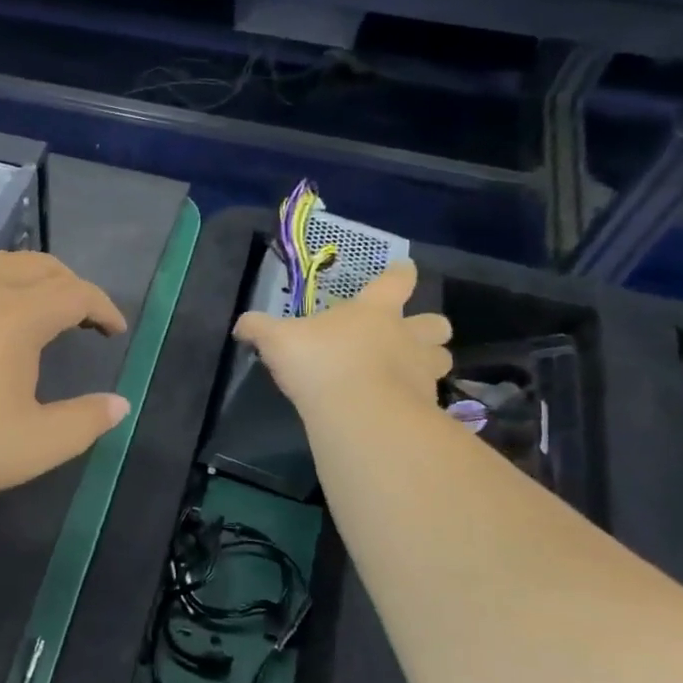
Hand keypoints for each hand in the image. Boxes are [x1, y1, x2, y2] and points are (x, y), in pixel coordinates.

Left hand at [0, 251, 129, 510]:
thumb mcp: (34, 445)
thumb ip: (84, 422)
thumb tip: (120, 404)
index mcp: (16, 314)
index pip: (74, 292)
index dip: (102, 307)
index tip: (114, 330)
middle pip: (38, 265)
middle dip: (69, 284)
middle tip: (82, 317)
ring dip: (29, 278)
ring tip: (37, 309)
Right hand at [233, 259, 451, 414]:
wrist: (358, 412)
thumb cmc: (319, 362)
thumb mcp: (277, 340)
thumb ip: (259, 328)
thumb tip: (240, 325)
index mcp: (374, 311)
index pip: (397, 281)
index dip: (400, 274)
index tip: (403, 270)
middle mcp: (406, 335)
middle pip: (436, 323)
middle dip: (427, 327)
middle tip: (410, 336)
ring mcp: (421, 371)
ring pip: (441, 359)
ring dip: (429, 362)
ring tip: (409, 372)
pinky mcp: (426, 405)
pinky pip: (431, 397)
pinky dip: (420, 399)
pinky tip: (400, 407)